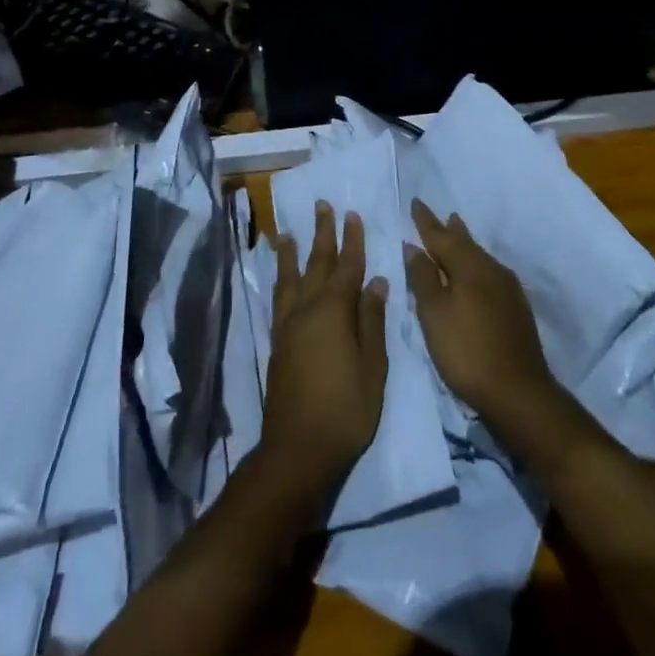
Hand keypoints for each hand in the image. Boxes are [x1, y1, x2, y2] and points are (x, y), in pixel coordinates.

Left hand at [261, 201, 388, 499]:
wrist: (297, 449)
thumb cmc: (345, 410)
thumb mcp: (372, 368)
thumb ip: (372, 322)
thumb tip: (376, 282)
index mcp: (333, 313)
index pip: (346, 267)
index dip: (351, 241)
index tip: (352, 214)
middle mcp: (306, 311)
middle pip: (315, 264)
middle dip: (321, 234)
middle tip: (321, 205)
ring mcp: (288, 326)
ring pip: (290, 279)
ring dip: (292, 253)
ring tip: (287, 233)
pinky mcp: (277, 343)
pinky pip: (279, 299)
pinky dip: (280, 281)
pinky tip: (281, 278)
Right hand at [404, 199, 562, 441]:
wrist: (519, 392)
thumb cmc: (467, 351)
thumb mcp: (434, 314)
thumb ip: (423, 278)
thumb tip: (413, 246)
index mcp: (469, 266)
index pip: (441, 236)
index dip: (426, 221)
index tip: (415, 202)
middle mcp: (491, 269)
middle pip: (465, 243)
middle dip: (450, 229)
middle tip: (441, 214)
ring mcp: (508, 289)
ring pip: (480, 257)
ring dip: (465, 245)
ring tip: (457, 233)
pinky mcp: (516, 308)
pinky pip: (489, 273)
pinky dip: (476, 265)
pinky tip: (475, 274)